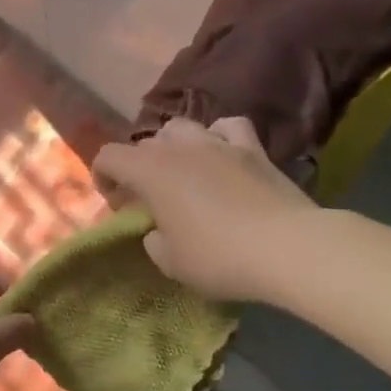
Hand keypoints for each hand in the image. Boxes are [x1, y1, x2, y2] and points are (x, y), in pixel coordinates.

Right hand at [92, 117, 316, 303]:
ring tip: (181, 171)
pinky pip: (227, 127)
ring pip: (182, 127)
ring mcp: (218, 143)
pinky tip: (222, 153)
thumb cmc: (219, 257)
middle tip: (148, 197)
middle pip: (145, 143)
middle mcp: (179, 147)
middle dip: (138, 167)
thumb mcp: (172, 263)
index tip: (115, 202)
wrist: (287, 247)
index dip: (103, 175)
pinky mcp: (253, 148)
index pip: (108, 156)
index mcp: (150, 171)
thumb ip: (154, 241)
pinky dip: (218, 136)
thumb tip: (158, 230)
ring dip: (173, 146)